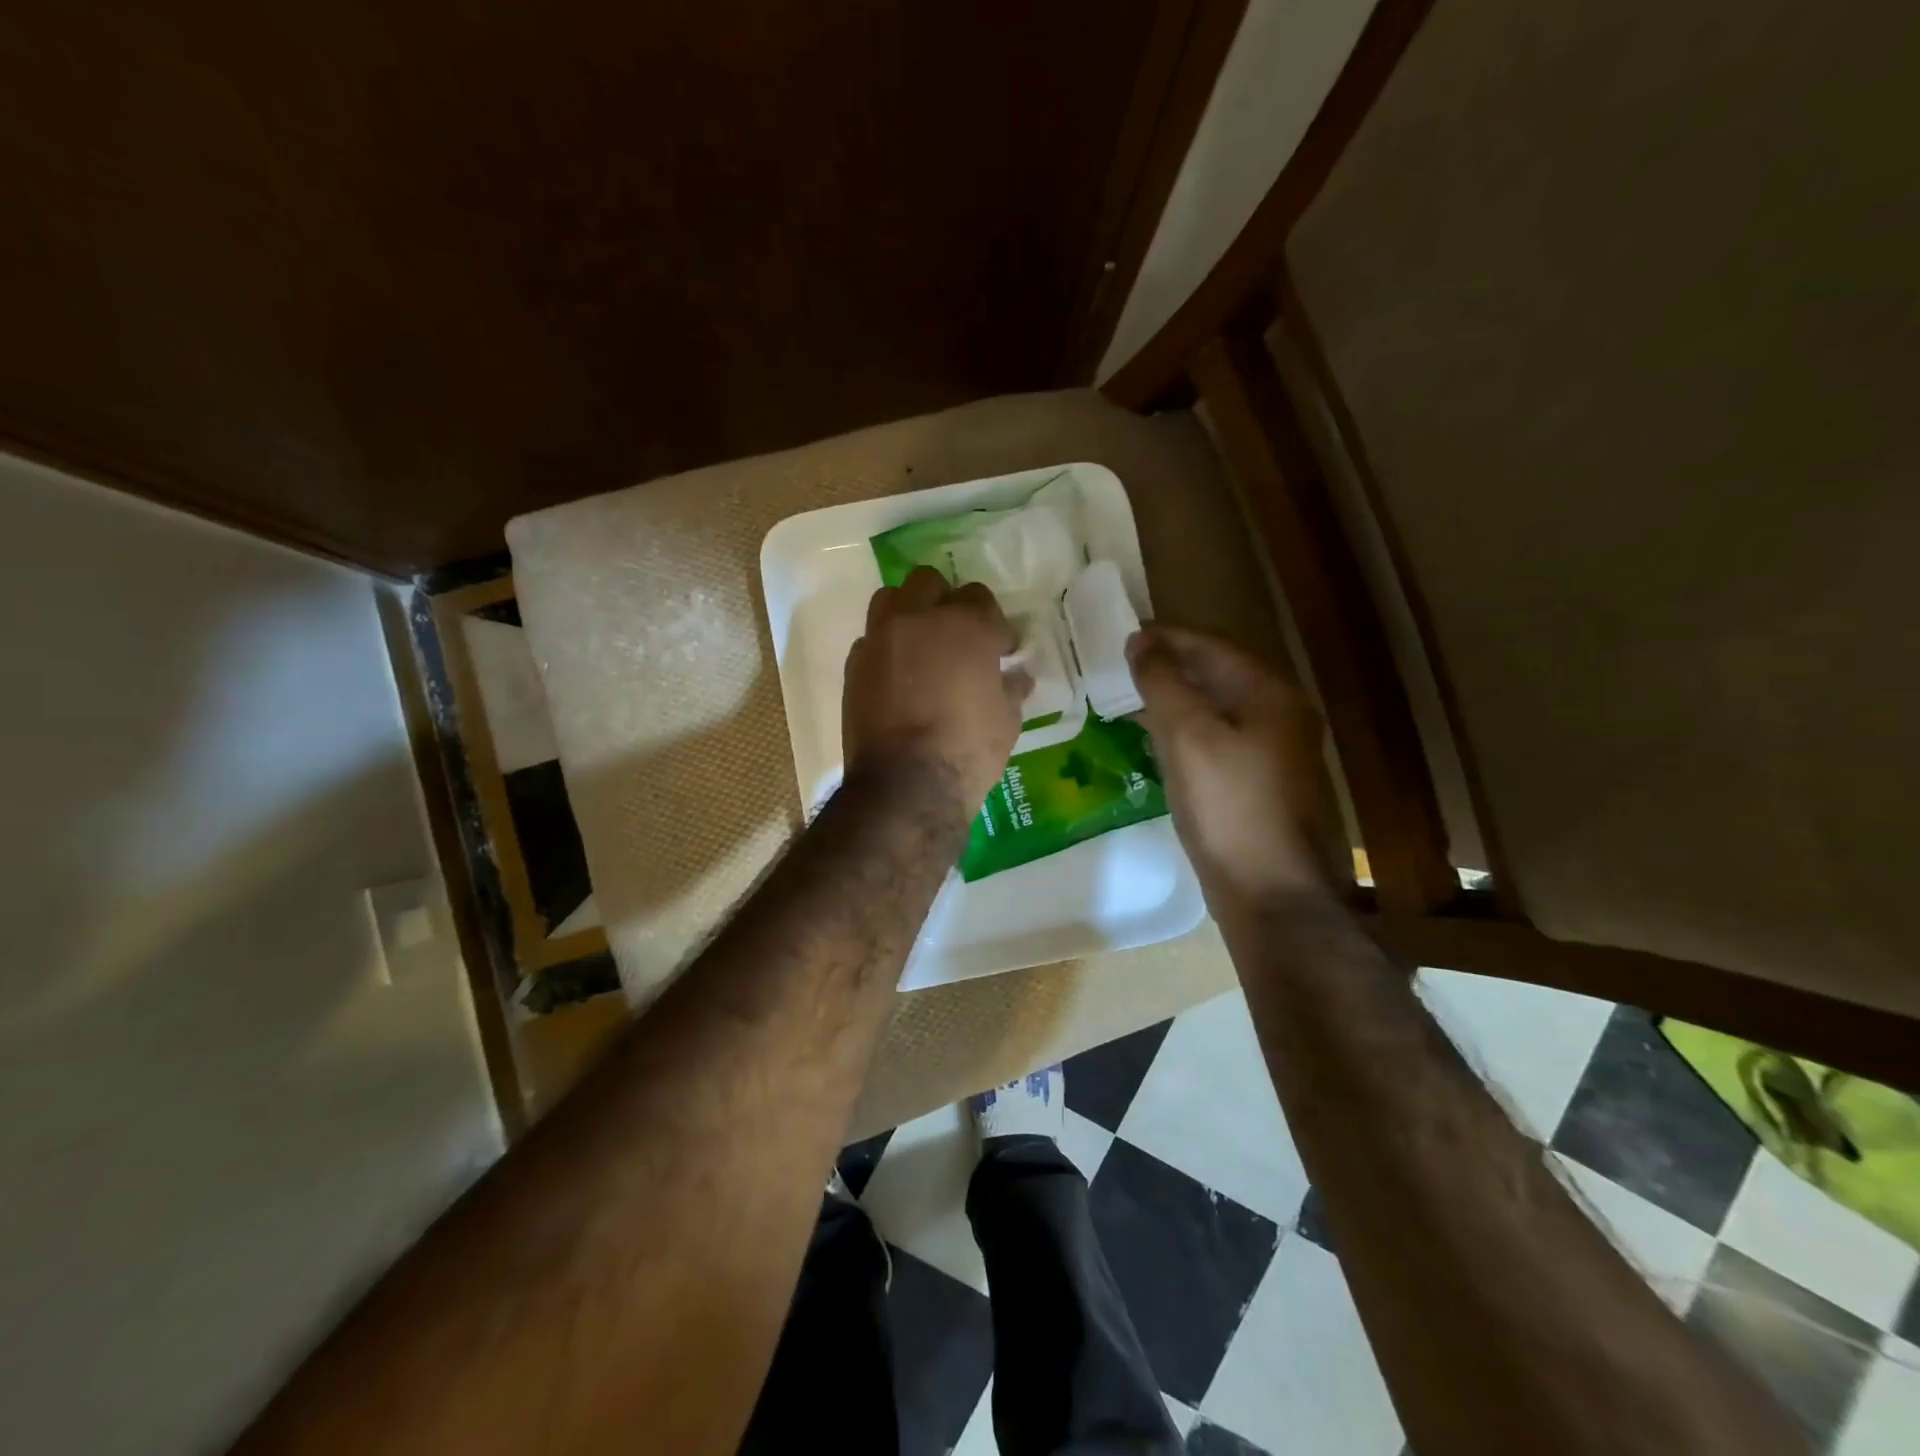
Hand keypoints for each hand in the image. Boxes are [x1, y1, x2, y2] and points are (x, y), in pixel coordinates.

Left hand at [843, 567, 1029, 814]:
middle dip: (945, 602)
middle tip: (956, 636)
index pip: (979, 598)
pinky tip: (897, 678)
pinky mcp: (854, 666)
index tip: (1000, 648)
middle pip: (928, 583)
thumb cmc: (968, 751)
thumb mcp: (1006, 721)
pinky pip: (870, 640)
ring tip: (921, 645)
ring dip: (908, 613)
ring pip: (890, 600)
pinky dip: (886, 649)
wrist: (905, 786)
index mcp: (965, 626)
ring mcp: (880, 639)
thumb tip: (1015, 676)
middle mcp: (918, 619)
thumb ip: (1010, 688)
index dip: (992, 624)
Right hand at [1127, 624, 1335, 908]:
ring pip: (1218, 708)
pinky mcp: (1262, 783)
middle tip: (1123, 666)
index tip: (1124, 637)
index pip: (1213, 645)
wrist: (1268, 892)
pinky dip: (1187, 730)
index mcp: (1270, 693)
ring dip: (1177, 698)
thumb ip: (1162, 682)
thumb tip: (1141, 641)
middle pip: (1219, 673)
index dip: (1167, 637)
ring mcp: (1276, 752)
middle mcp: (1282, 714)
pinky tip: (1158, 741)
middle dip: (1172, 666)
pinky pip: (1220, 739)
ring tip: (1132, 699)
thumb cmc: (1226, 806)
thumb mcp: (1186, 735)